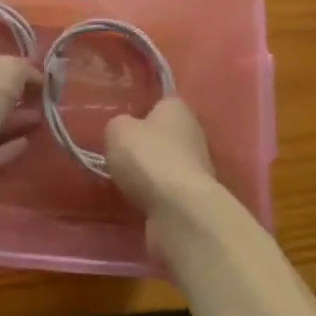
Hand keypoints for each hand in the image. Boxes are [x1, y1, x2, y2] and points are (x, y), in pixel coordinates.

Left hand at [0, 55, 40, 204]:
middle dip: (20, 96)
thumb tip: (38, 77)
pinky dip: (8, 147)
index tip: (48, 80)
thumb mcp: (6, 72)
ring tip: (45, 122)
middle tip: (50, 103)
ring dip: (17, 121)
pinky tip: (27, 144)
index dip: (23, 70)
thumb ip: (25, 70)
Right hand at [105, 98, 216, 220]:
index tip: (124, 128)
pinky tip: (139, 203)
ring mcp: (197, 168)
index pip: (159, 104)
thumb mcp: (117, 131)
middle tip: (121, 156)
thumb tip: (123, 132)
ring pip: (166, 165)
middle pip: (164, 136)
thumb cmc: (148, 158)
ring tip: (126, 183)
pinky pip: (168, 192)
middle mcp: (193, 133)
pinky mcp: (195, 199)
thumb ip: (118, 126)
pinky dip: (155, 197)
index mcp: (177, 108)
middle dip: (146, 147)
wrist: (179, 211)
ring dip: (150, 175)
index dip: (140, 114)